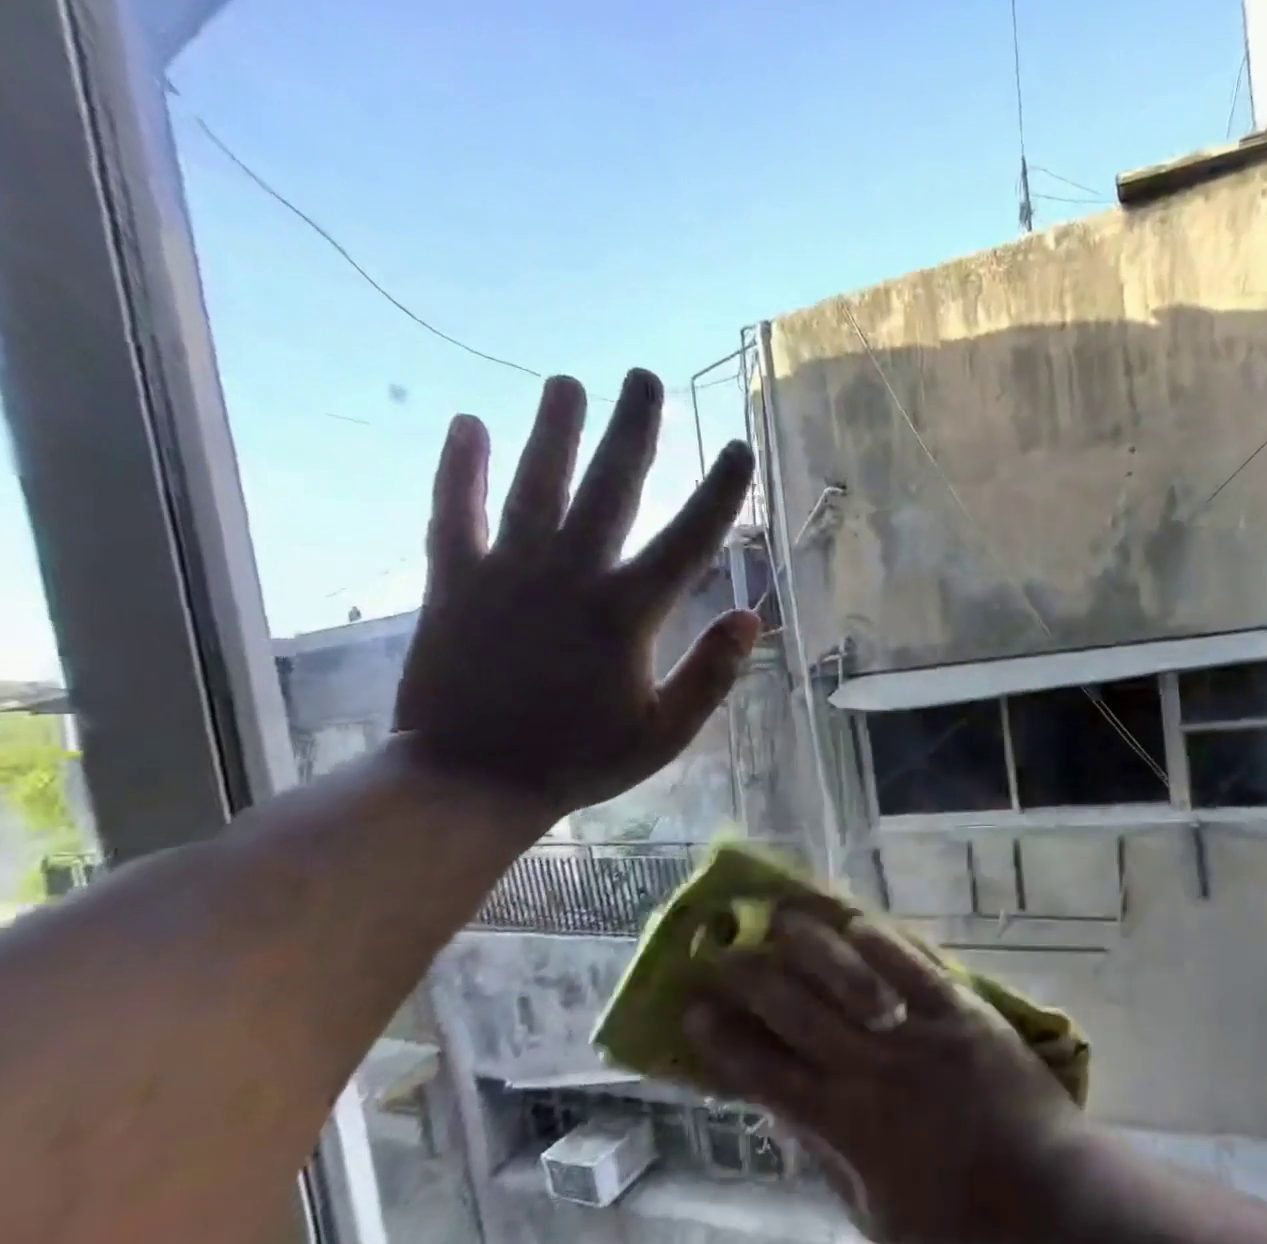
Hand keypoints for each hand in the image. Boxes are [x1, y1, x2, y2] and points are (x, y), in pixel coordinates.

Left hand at [394, 369, 758, 816]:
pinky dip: (459, 470)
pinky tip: (468, 425)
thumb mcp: (663, 734)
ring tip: (566, 382)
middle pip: (608, 489)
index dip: (719, 493)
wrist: (470, 781)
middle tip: (644, 377)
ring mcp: (506, 575)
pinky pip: (453, 514)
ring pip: (534, 487)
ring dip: (553, 432)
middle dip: (632, 431)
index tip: (739, 449)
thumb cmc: (578, 760)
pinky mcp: (452, 584)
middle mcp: (569, 578)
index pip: (687, 540)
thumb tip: (752, 619)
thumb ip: (710, 675)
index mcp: (625, 616)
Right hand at [683, 907, 1081, 1243]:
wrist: (1044, 1187)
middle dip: (750, 978)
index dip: (724, 1040)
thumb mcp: (873, 1213)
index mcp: (845, 1127)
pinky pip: (914, 967)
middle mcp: (871, 1071)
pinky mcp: (961, 1010)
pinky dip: (883, 942)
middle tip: (720, 948)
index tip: (692, 1007)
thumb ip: (824, 1160)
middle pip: (795, 1014)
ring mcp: (918, 1034)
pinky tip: (855, 920)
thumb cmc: (958, 1211)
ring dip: (809, 944)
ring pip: (850, 979)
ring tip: (778, 914)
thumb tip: (780, 1112)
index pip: (765, 1075)